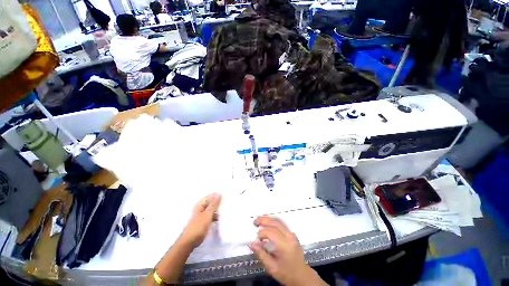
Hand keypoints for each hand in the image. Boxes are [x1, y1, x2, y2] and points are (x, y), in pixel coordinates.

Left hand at [180, 193, 221, 247]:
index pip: (210, 196)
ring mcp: (201, 215)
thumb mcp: (207, 215)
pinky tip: (219, 219)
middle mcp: (200, 208)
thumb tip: (218, 193)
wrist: (189, 242)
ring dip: (216, 211)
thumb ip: (213, 204)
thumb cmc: (198, 227)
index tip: (225, 199)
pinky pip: (210, 216)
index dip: (217, 197)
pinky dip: (214, 216)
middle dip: (218, 204)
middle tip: (226, 205)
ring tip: (224, 213)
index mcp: (200, 204)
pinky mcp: (202, 221)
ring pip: (211, 209)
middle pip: (211, 203)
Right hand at [249, 217, 326, 285]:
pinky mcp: (292, 234)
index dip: (262, 233)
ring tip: (260, 218)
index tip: (256, 238)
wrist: (301, 275)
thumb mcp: (272, 267)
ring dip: (268, 218)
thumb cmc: (286, 273)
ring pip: (279, 221)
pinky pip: (282, 224)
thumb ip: (261, 254)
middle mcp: (289, 237)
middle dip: (264, 221)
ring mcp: (292, 234)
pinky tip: (268, 220)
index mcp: (285, 246)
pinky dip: (274, 221)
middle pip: (275, 224)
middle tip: (255, 221)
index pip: (271, 233)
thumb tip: (251, 243)